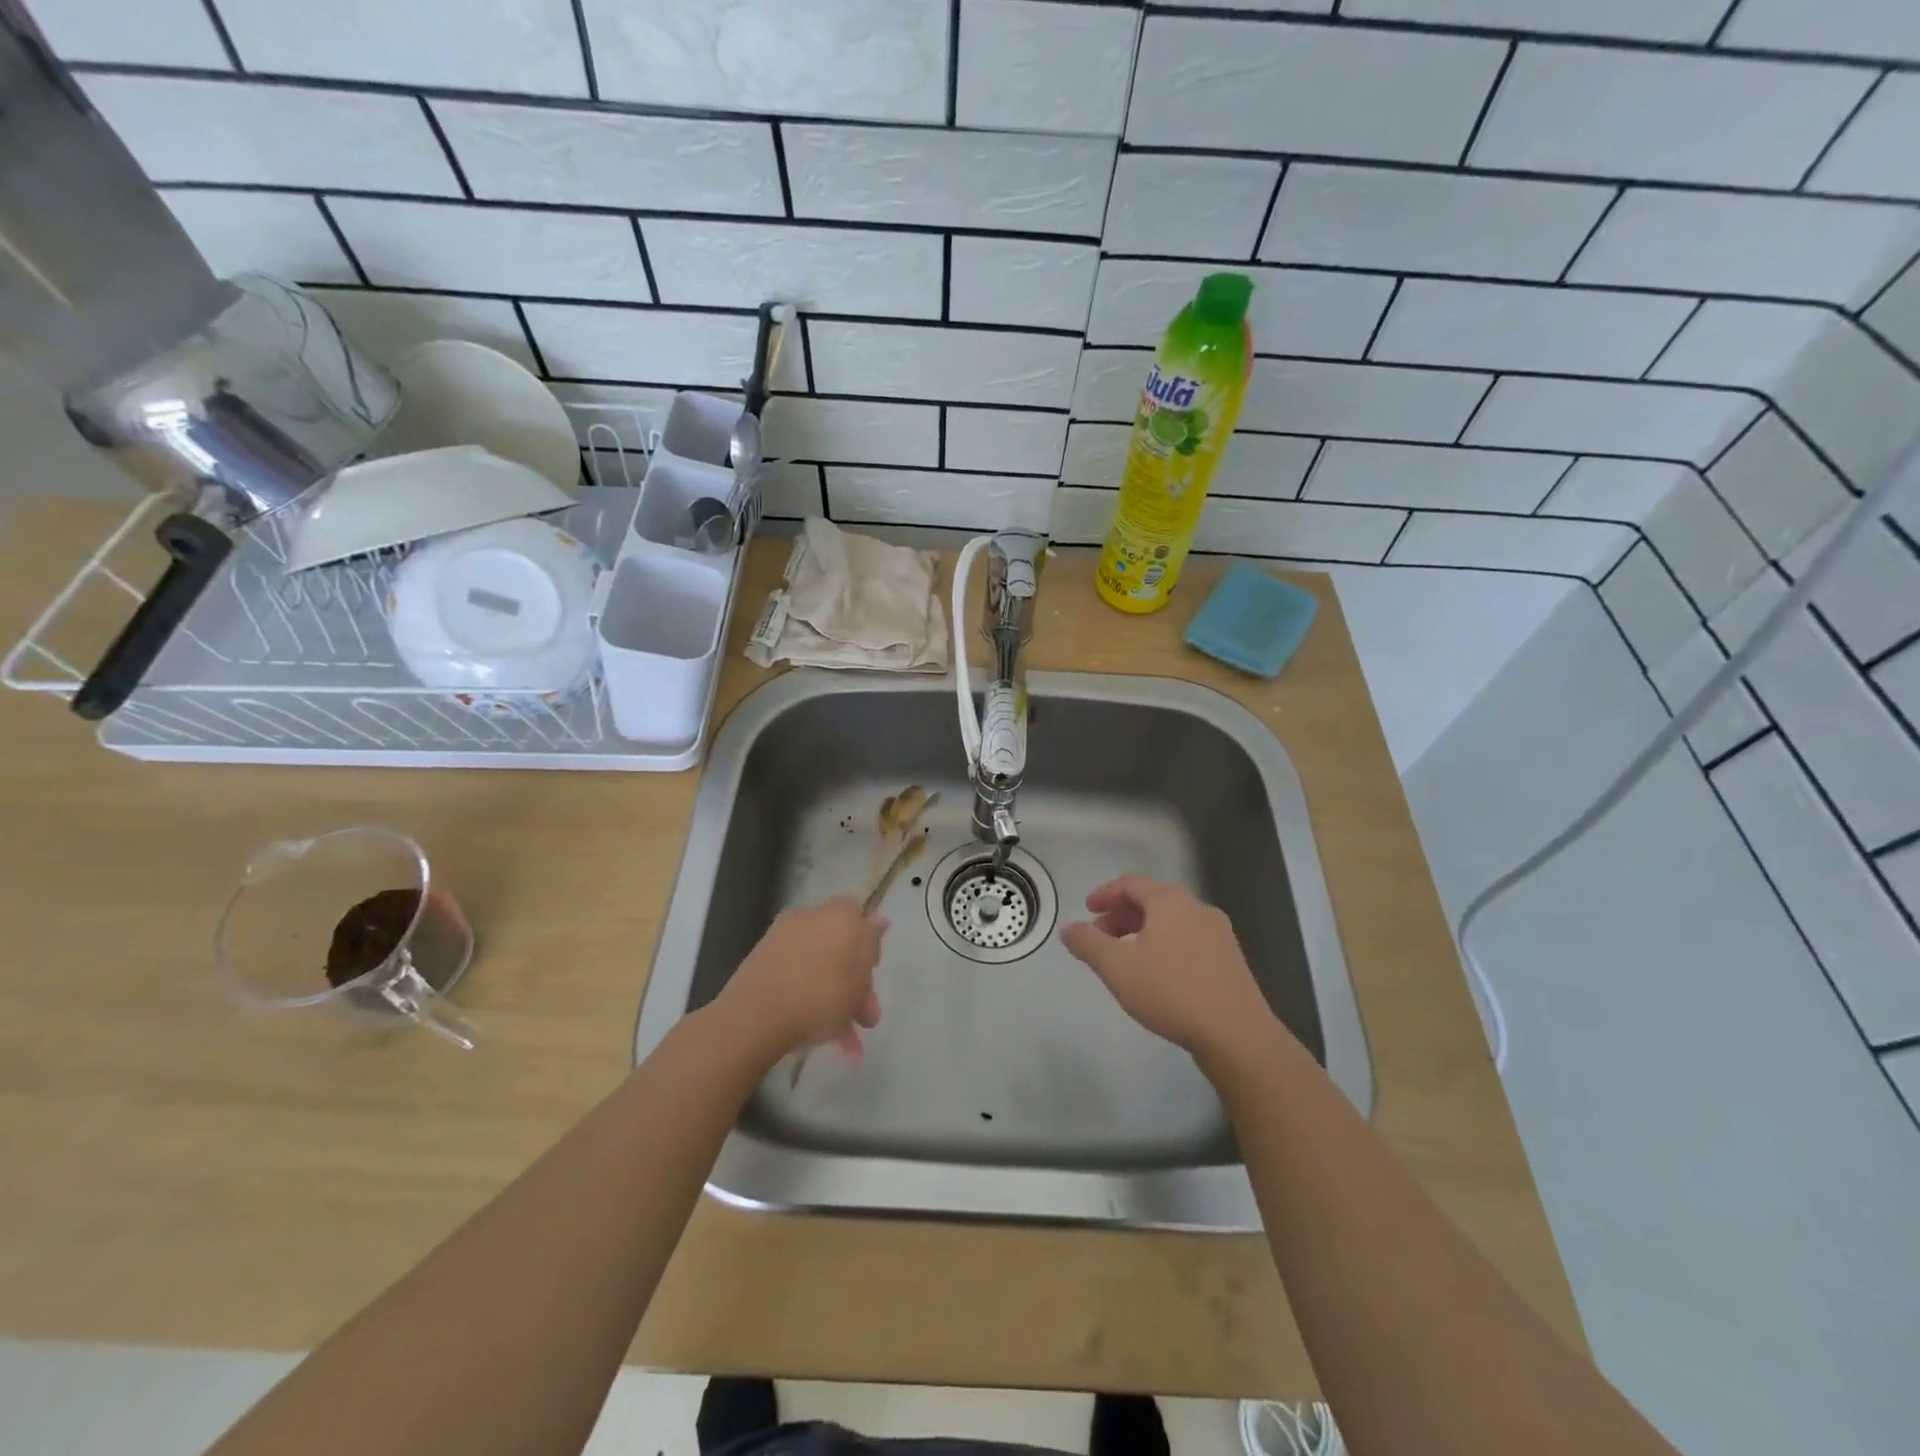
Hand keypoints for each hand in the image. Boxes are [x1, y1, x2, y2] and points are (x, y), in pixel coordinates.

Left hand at [718, 898, 884, 1063]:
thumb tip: (879, 919)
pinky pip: (796, 980)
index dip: (869, 943)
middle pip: (840, 947)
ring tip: (847, 1043)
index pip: (861, 915)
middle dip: (855, 984)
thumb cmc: (822, 994)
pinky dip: (810, 1004)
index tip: (872, 973)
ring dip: (836, 1003)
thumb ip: (871, 945)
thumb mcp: (860, 975)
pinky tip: (823, 1041)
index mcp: (837, 914)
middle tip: (865, 1017)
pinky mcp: (762, 965)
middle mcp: (809, 919)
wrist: (755, 1016)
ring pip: (819, 969)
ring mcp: (782, 941)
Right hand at [1060, 876, 1280, 1061]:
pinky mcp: (1230, 960)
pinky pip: (1188, 940)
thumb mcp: (1117, 967)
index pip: (1131, 884)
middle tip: (1100, 936)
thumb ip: (1088, 943)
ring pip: (1171, 921)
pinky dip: (1164, 945)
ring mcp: (1218, 934)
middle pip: (1152, 900)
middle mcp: (1197, 909)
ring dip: (1142, 931)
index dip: (1105, 894)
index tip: (1087, 910)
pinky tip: (1157, 974)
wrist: (1236, 1034)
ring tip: (1125, 958)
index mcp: (1170, 901)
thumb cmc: (1170, 991)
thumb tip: (1067, 928)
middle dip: (1122, 914)